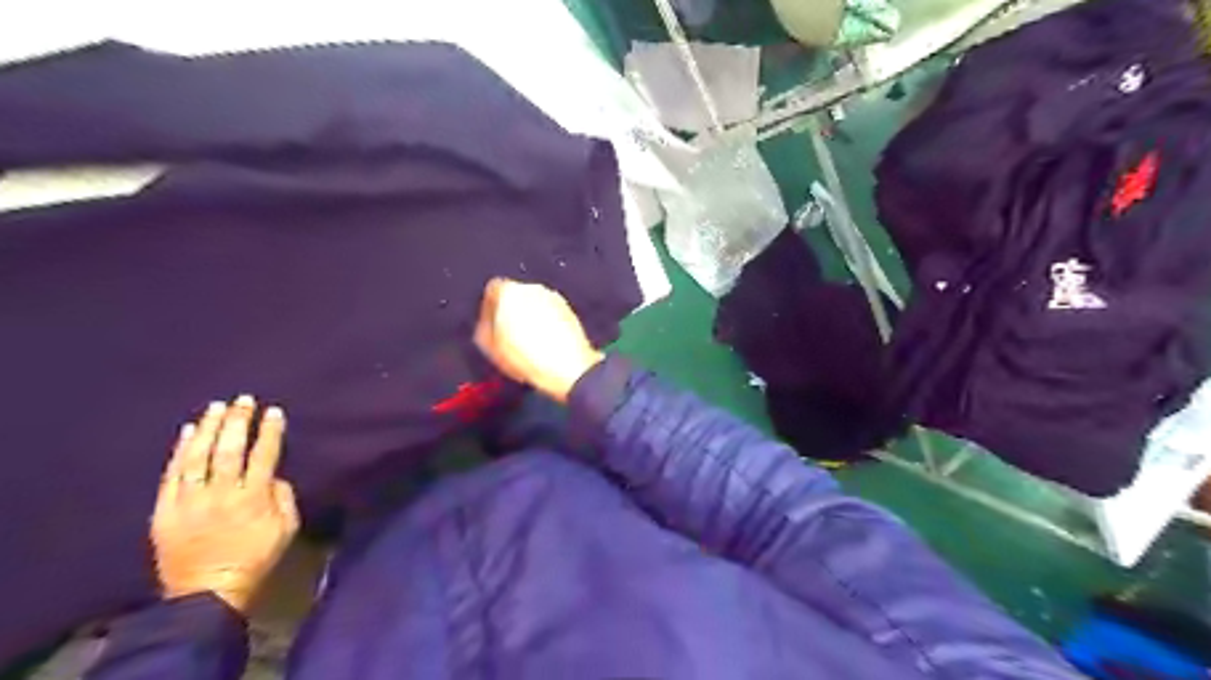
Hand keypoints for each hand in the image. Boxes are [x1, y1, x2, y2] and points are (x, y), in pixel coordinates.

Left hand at [148, 392, 297, 609]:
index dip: (270, 432)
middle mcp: (220, 494)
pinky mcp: (165, 510)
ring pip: (198, 457)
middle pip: (229, 450)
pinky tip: (188, 432)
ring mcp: (189, 501)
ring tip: (216, 407)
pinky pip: (172, 474)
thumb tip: (272, 476)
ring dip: (208, 429)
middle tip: (243, 400)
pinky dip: (180, 451)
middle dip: (238, 422)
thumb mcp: (287, 529)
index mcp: (253, 498)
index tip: (274, 412)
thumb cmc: (255, 559)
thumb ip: (283, 498)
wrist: (205, 594)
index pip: (264, 456)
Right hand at [471, 277, 603, 403]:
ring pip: (534, 305)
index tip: (490, 326)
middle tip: (508, 336)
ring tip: (527, 344)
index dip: (488, 309)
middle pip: (515, 296)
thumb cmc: (527, 357)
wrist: (569, 367)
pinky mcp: (569, 310)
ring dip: (529, 319)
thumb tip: (486, 324)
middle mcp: (533, 288)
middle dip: (510, 313)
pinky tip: (544, 345)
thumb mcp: (492, 348)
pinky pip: (550, 314)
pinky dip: (545, 324)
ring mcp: (554, 298)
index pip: (493, 290)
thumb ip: (483, 329)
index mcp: (510, 291)